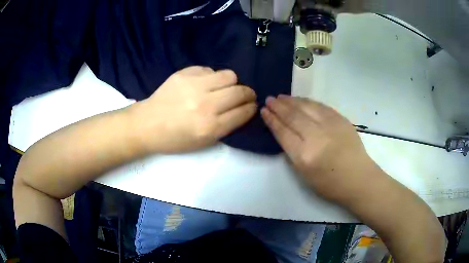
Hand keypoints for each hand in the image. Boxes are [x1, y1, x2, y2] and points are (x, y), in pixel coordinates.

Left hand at [130, 66, 256, 153]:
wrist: (147, 125)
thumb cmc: (175, 139)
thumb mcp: (204, 142)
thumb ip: (226, 126)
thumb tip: (242, 108)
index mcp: (210, 127)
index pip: (243, 112)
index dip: (251, 108)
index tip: (251, 106)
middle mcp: (205, 105)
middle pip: (240, 92)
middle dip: (248, 94)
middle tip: (244, 96)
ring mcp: (194, 86)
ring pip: (229, 75)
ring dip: (231, 83)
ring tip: (223, 88)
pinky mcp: (184, 74)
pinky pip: (209, 69)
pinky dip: (211, 77)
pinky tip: (203, 84)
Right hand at [261, 95, 377, 201]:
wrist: (358, 178)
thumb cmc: (330, 183)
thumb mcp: (304, 175)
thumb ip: (293, 152)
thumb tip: (284, 133)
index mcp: (304, 155)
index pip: (283, 132)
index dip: (272, 120)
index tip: (264, 111)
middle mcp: (316, 137)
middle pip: (293, 116)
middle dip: (278, 107)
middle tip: (269, 99)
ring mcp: (330, 125)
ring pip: (306, 107)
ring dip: (291, 101)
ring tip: (281, 97)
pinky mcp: (341, 119)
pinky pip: (320, 106)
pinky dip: (307, 101)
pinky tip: (300, 100)